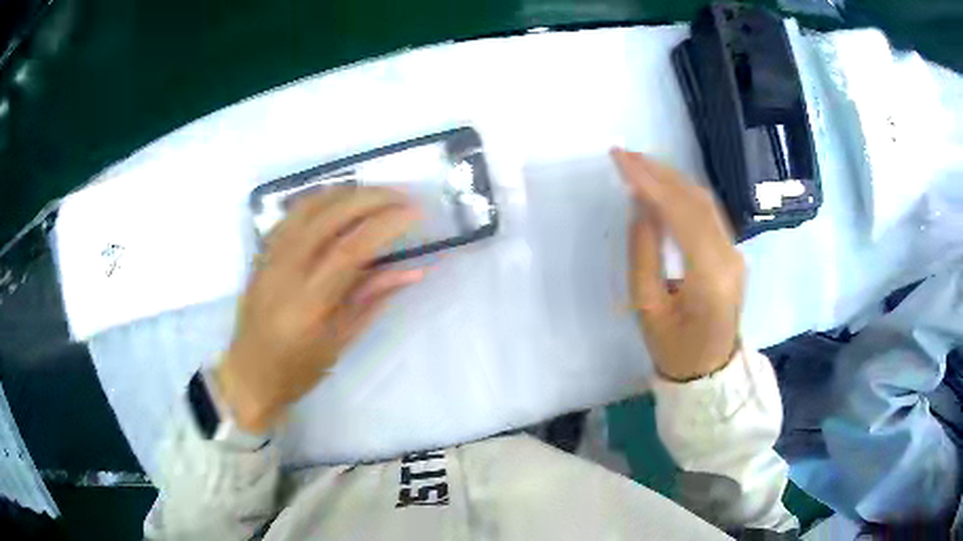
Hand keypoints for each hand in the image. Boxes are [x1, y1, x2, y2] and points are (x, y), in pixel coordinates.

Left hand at [215, 188, 423, 431]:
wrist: (248, 374)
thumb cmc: (297, 370)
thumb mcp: (340, 342)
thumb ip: (373, 299)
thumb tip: (414, 271)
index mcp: (308, 303)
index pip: (351, 249)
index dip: (386, 224)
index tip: (415, 212)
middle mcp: (285, 271)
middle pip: (330, 216)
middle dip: (370, 198)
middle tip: (401, 196)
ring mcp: (269, 257)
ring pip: (308, 206)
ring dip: (345, 192)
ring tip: (375, 194)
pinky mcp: (261, 253)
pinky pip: (291, 215)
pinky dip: (318, 200)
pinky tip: (337, 202)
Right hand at [612, 149, 744, 381]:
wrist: (710, 371)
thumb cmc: (674, 349)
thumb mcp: (647, 309)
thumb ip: (643, 255)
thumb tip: (640, 207)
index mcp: (710, 277)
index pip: (681, 214)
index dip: (650, 183)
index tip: (620, 160)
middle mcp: (729, 257)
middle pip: (696, 200)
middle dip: (659, 172)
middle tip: (624, 154)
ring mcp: (735, 253)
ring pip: (705, 202)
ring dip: (672, 178)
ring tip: (639, 163)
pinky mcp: (732, 252)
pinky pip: (708, 213)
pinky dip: (683, 193)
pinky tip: (663, 184)